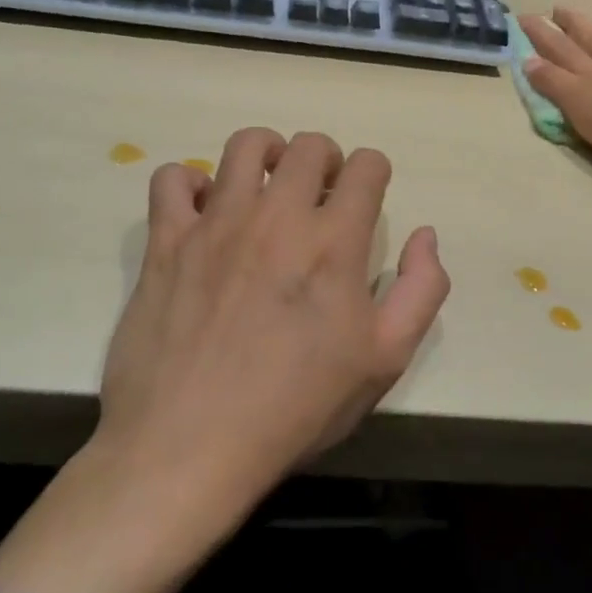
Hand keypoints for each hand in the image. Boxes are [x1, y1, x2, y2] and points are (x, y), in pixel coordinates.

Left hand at [0, 128, 448, 592]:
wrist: (189, 447)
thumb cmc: (296, 408)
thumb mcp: (386, 360)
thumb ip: (421, 289)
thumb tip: (424, 235)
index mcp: (334, 242)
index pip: (366, 166)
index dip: (374, 173)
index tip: (366, 196)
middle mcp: (277, 216)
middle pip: (308, 146)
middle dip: (326, 159)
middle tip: (321, 195)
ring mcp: (216, 224)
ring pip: (244, 145)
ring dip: (267, 154)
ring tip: (268, 187)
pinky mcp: (166, 242)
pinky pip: (172, 179)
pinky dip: (192, 183)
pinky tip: (204, 212)